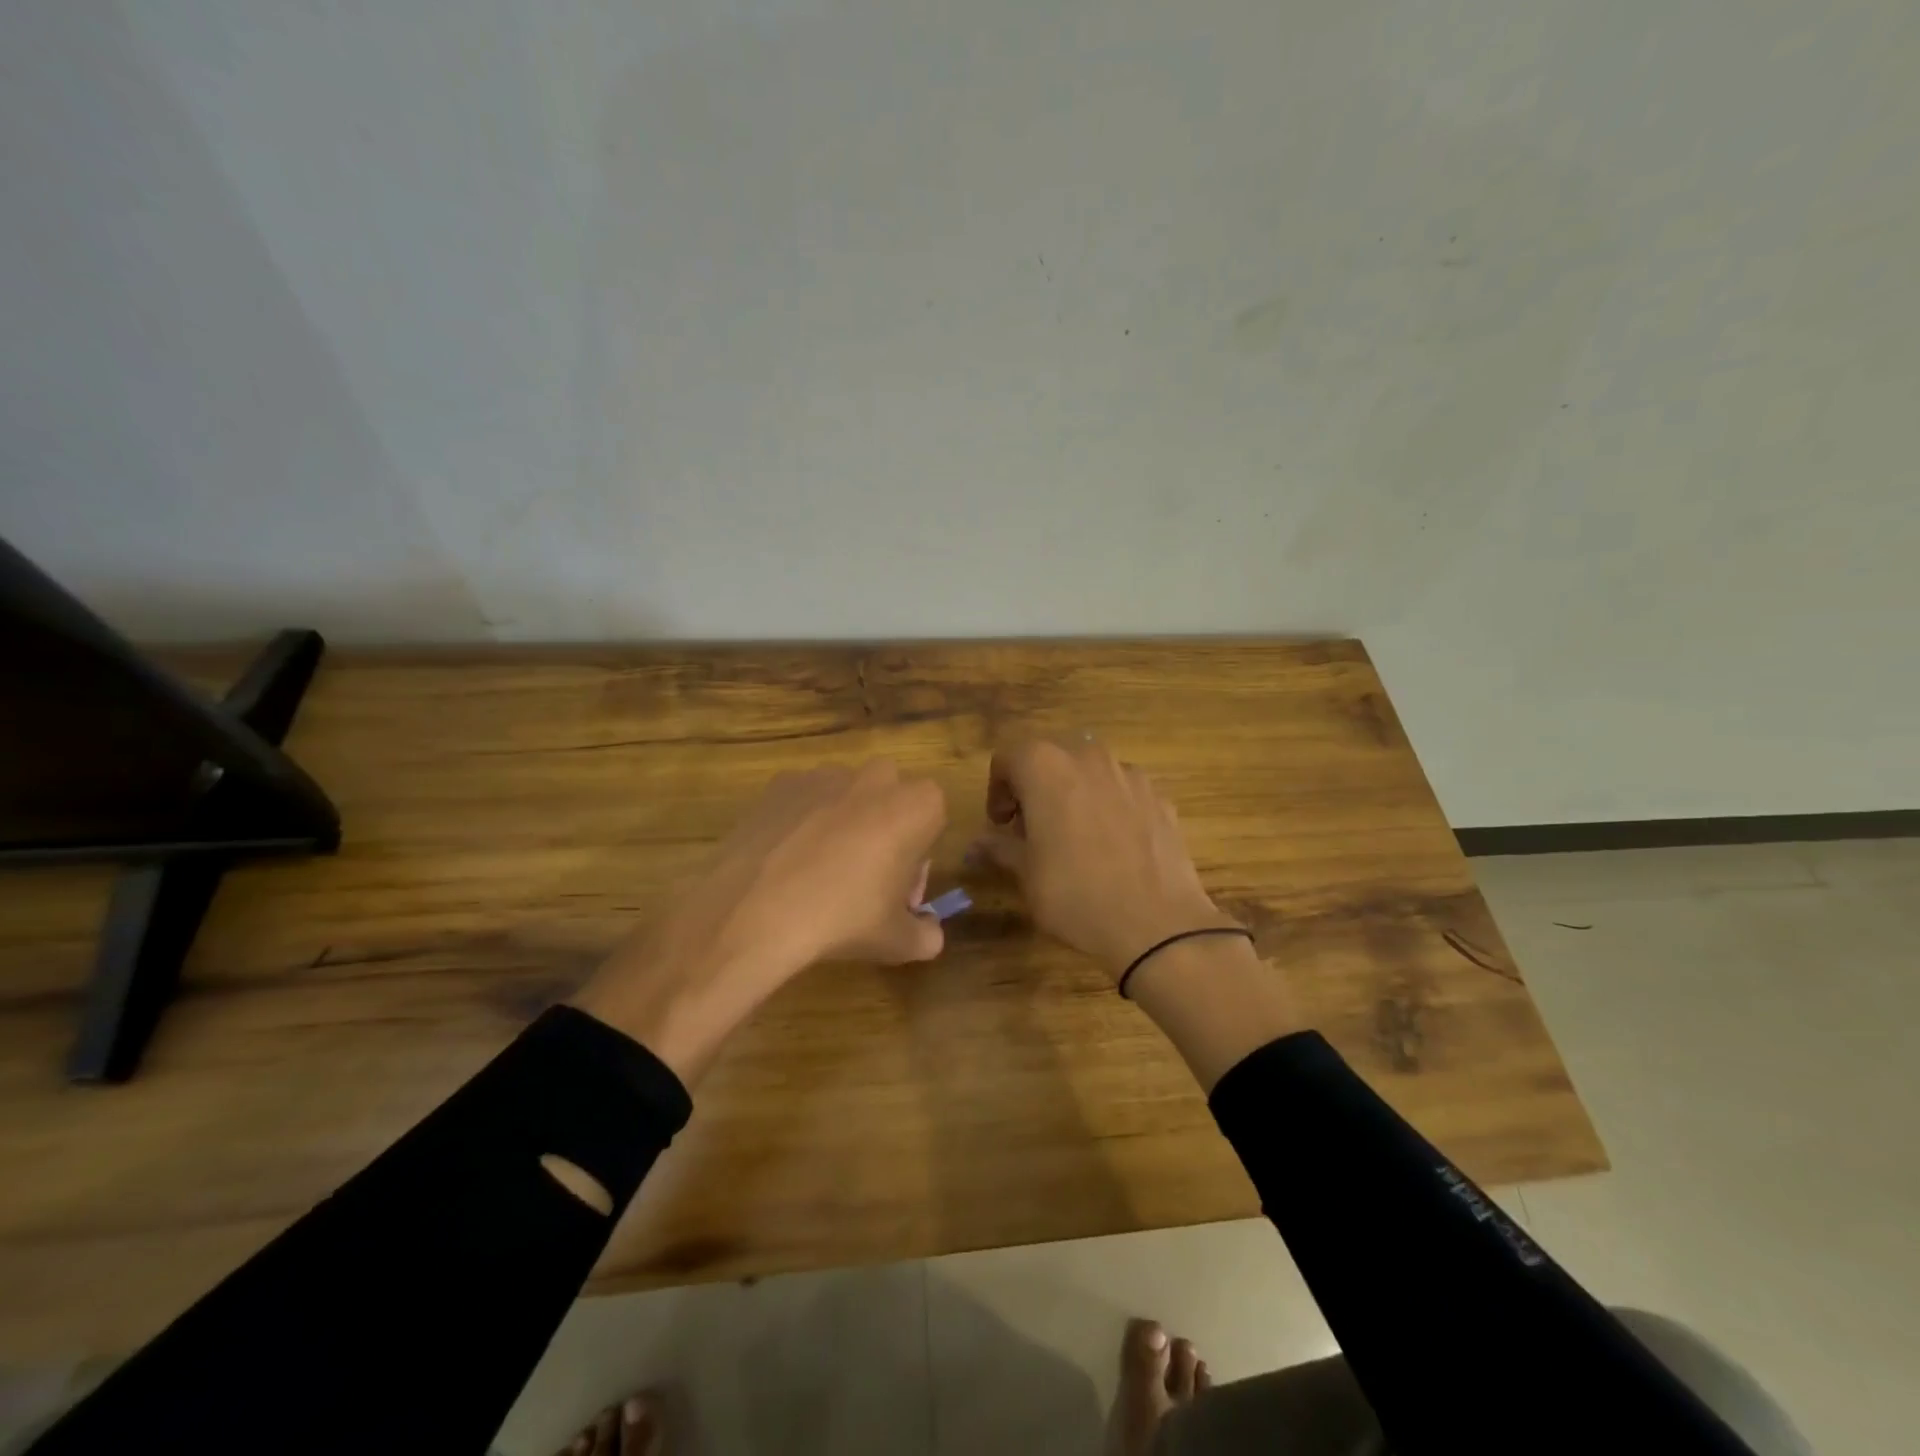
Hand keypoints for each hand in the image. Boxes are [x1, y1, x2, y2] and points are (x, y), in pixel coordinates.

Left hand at [571, 760, 946, 1080]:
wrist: (758, 909)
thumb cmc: (844, 919)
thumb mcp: (898, 941)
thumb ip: (926, 935)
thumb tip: (929, 934)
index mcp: (917, 805)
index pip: (932, 820)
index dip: (917, 858)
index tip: (897, 892)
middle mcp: (877, 777)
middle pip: (891, 800)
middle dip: (884, 830)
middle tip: (863, 879)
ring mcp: (825, 775)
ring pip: (847, 796)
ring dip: (844, 823)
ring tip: (817, 872)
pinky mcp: (782, 783)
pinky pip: (804, 800)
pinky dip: (802, 822)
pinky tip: (786, 861)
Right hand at [972, 736, 1239, 981]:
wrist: (1157, 924)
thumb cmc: (1075, 895)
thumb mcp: (1026, 874)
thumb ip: (1000, 847)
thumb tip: (977, 843)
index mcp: (1045, 766)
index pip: (1008, 757)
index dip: (997, 790)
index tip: (1000, 824)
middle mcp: (1087, 757)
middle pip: (1050, 757)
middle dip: (1036, 786)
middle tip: (1032, 828)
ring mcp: (1129, 774)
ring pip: (1089, 771)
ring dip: (1073, 792)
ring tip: (1074, 836)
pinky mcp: (1159, 796)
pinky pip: (1122, 790)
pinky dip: (1109, 806)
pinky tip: (1113, 847)